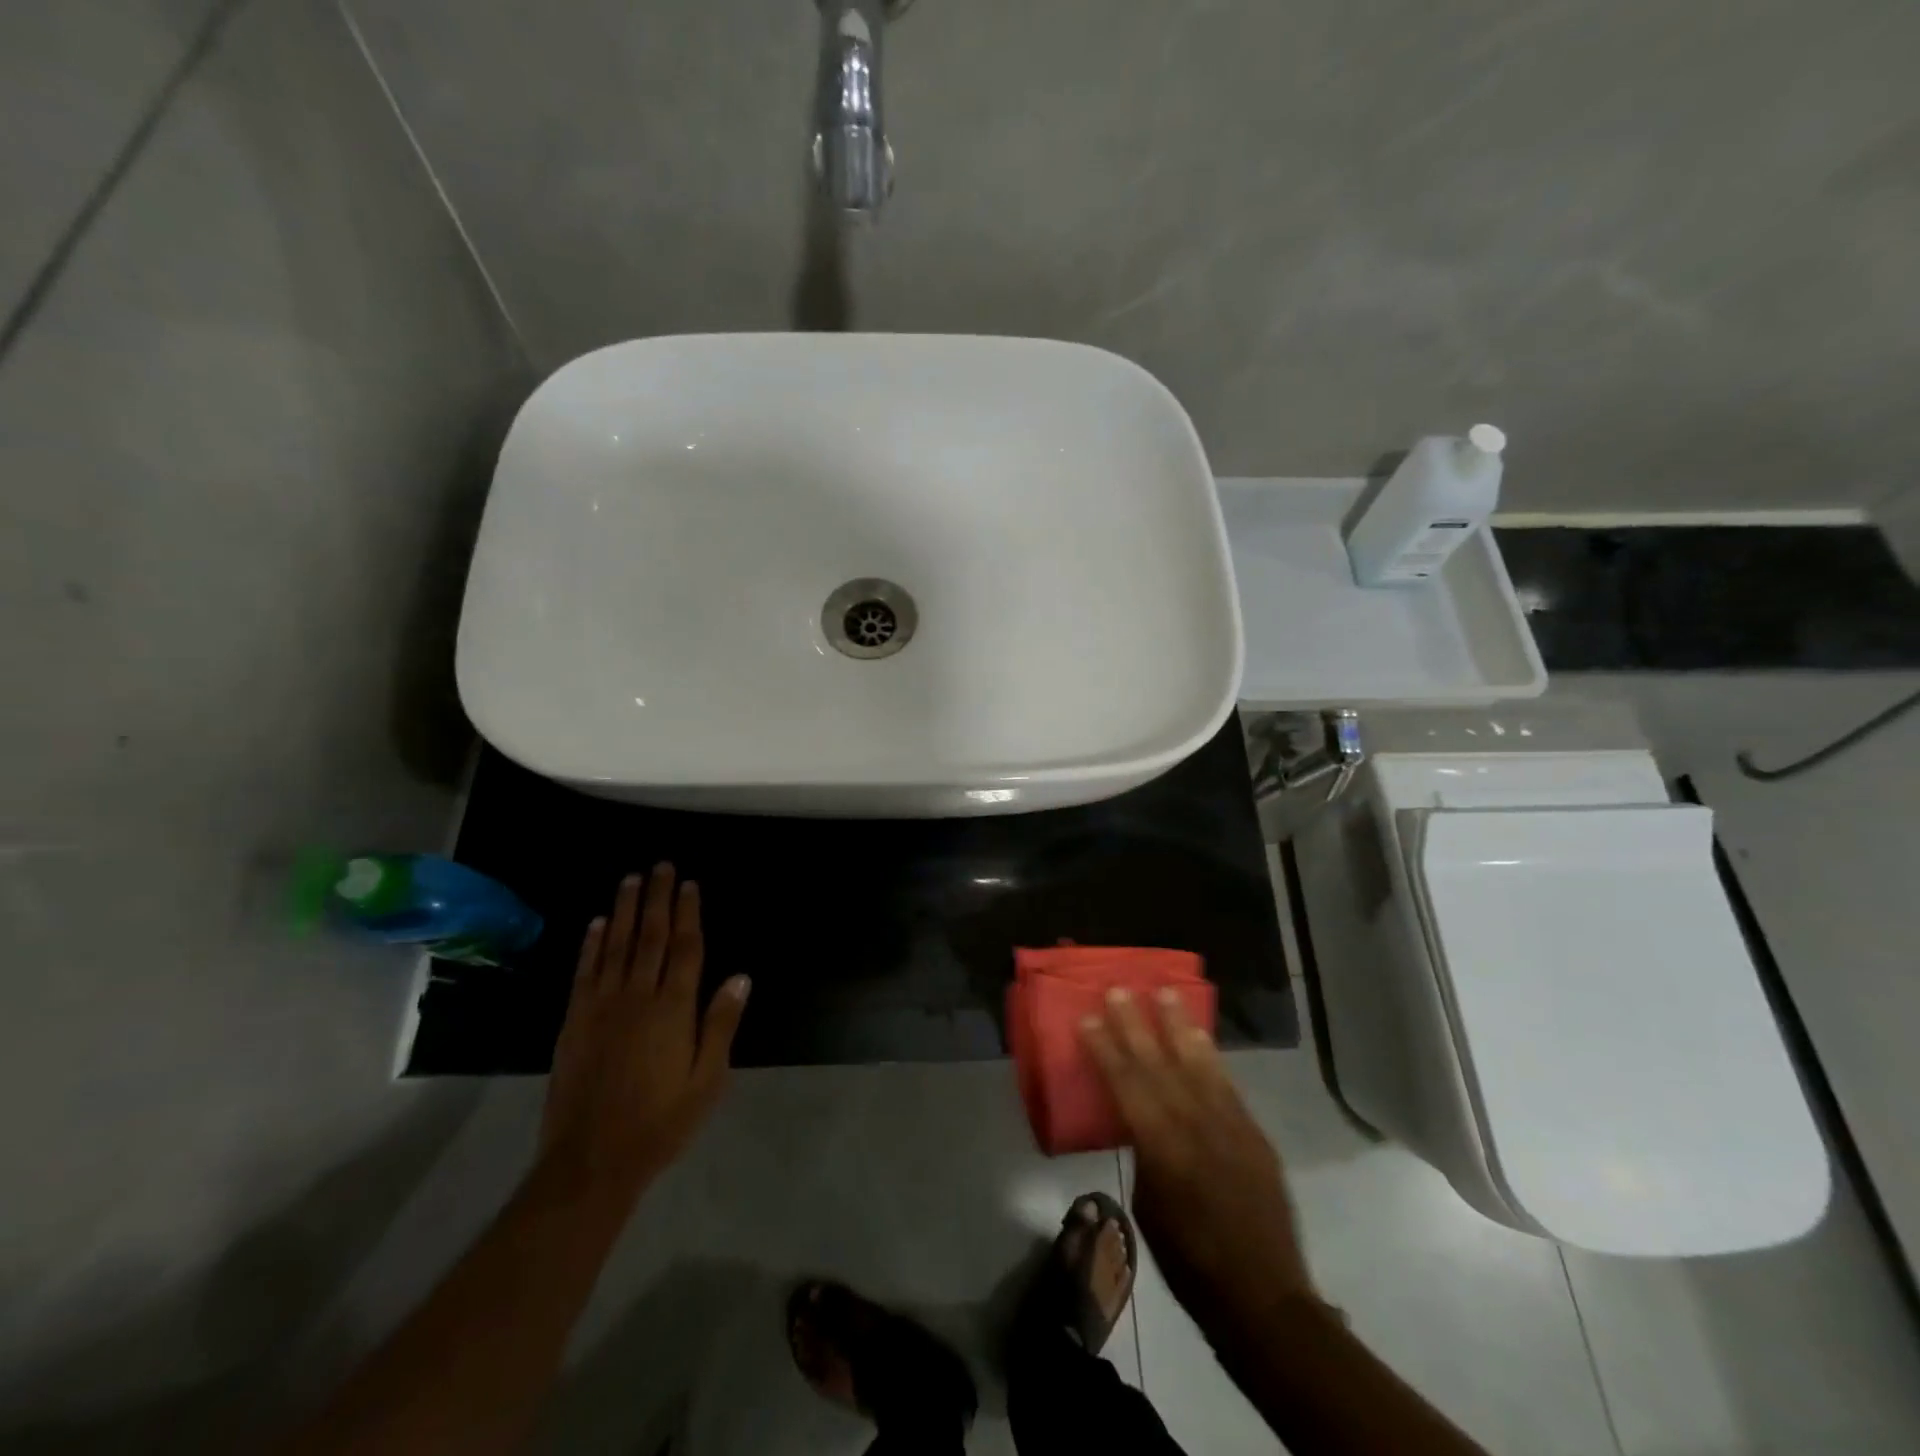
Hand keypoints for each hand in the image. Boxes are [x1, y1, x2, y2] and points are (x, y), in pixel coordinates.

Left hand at [540, 864, 748, 1203]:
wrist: (592, 1160)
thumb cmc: (661, 1121)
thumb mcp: (707, 1079)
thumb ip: (721, 1024)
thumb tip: (740, 976)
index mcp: (674, 1009)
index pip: (685, 948)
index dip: (688, 913)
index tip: (690, 884)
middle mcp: (637, 996)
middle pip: (649, 936)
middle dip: (657, 898)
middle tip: (661, 866)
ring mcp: (601, 1006)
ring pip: (615, 945)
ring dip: (623, 909)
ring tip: (630, 879)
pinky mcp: (574, 1021)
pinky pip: (585, 972)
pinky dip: (591, 944)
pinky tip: (597, 923)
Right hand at [1081, 989, 1319, 1343]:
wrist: (1262, 1296)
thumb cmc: (1189, 1261)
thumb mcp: (1148, 1208)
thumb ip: (1145, 1154)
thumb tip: (1141, 1124)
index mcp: (1161, 1147)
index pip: (1126, 1084)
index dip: (1105, 1048)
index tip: (1088, 1017)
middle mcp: (1194, 1125)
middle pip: (1158, 1063)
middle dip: (1135, 1024)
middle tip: (1118, 990)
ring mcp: (1229, 1125)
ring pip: (1198, 1063)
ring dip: (1179, 1026)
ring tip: (1165, 992)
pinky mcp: (1253, 1133)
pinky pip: (1227, 1084)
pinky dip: (1212, 1056)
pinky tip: (1200, 1036)